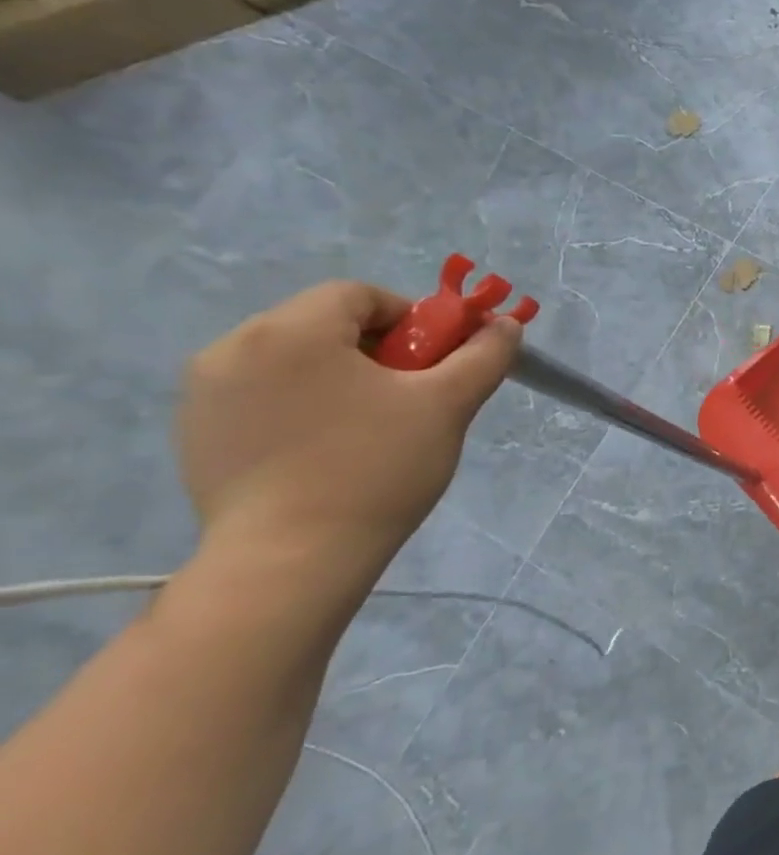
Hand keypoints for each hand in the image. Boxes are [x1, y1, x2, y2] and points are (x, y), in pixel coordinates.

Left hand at [174, 281, 519, 594]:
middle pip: (323, 324)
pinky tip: (327, 450)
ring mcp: (205, 393)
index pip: (359, 295)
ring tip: (371, 427)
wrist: (291, 559)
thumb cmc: (376, 468)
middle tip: (411, 396)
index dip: (409, 318)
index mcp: (291, 331)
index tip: (434, 362)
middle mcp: (233, 347)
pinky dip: (302, 405)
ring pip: (293, 360)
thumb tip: (505, 325)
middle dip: (376, 350)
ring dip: (340, 376)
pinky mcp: (196, 433)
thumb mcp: (448, 405)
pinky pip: (262, 395)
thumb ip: (484, 355)